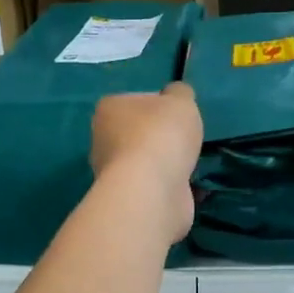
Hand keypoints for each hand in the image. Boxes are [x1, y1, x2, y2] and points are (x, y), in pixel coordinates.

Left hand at [91, 82, 202, 243]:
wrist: (152, 191)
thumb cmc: (162, 135)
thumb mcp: (181, 100)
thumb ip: (180, 93)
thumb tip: (176, 96)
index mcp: (109, 109)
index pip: (136, 100)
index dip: (160, 105)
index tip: (178, 115)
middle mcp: (103, 139)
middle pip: (139, 133)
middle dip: (162, 138)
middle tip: (186, 140)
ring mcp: (113, 173)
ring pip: (146, 162)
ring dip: (166, 164)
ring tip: (189, 164)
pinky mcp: (127, 199)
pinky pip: (153, 186)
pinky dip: (170, 187)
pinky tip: (188, 187)